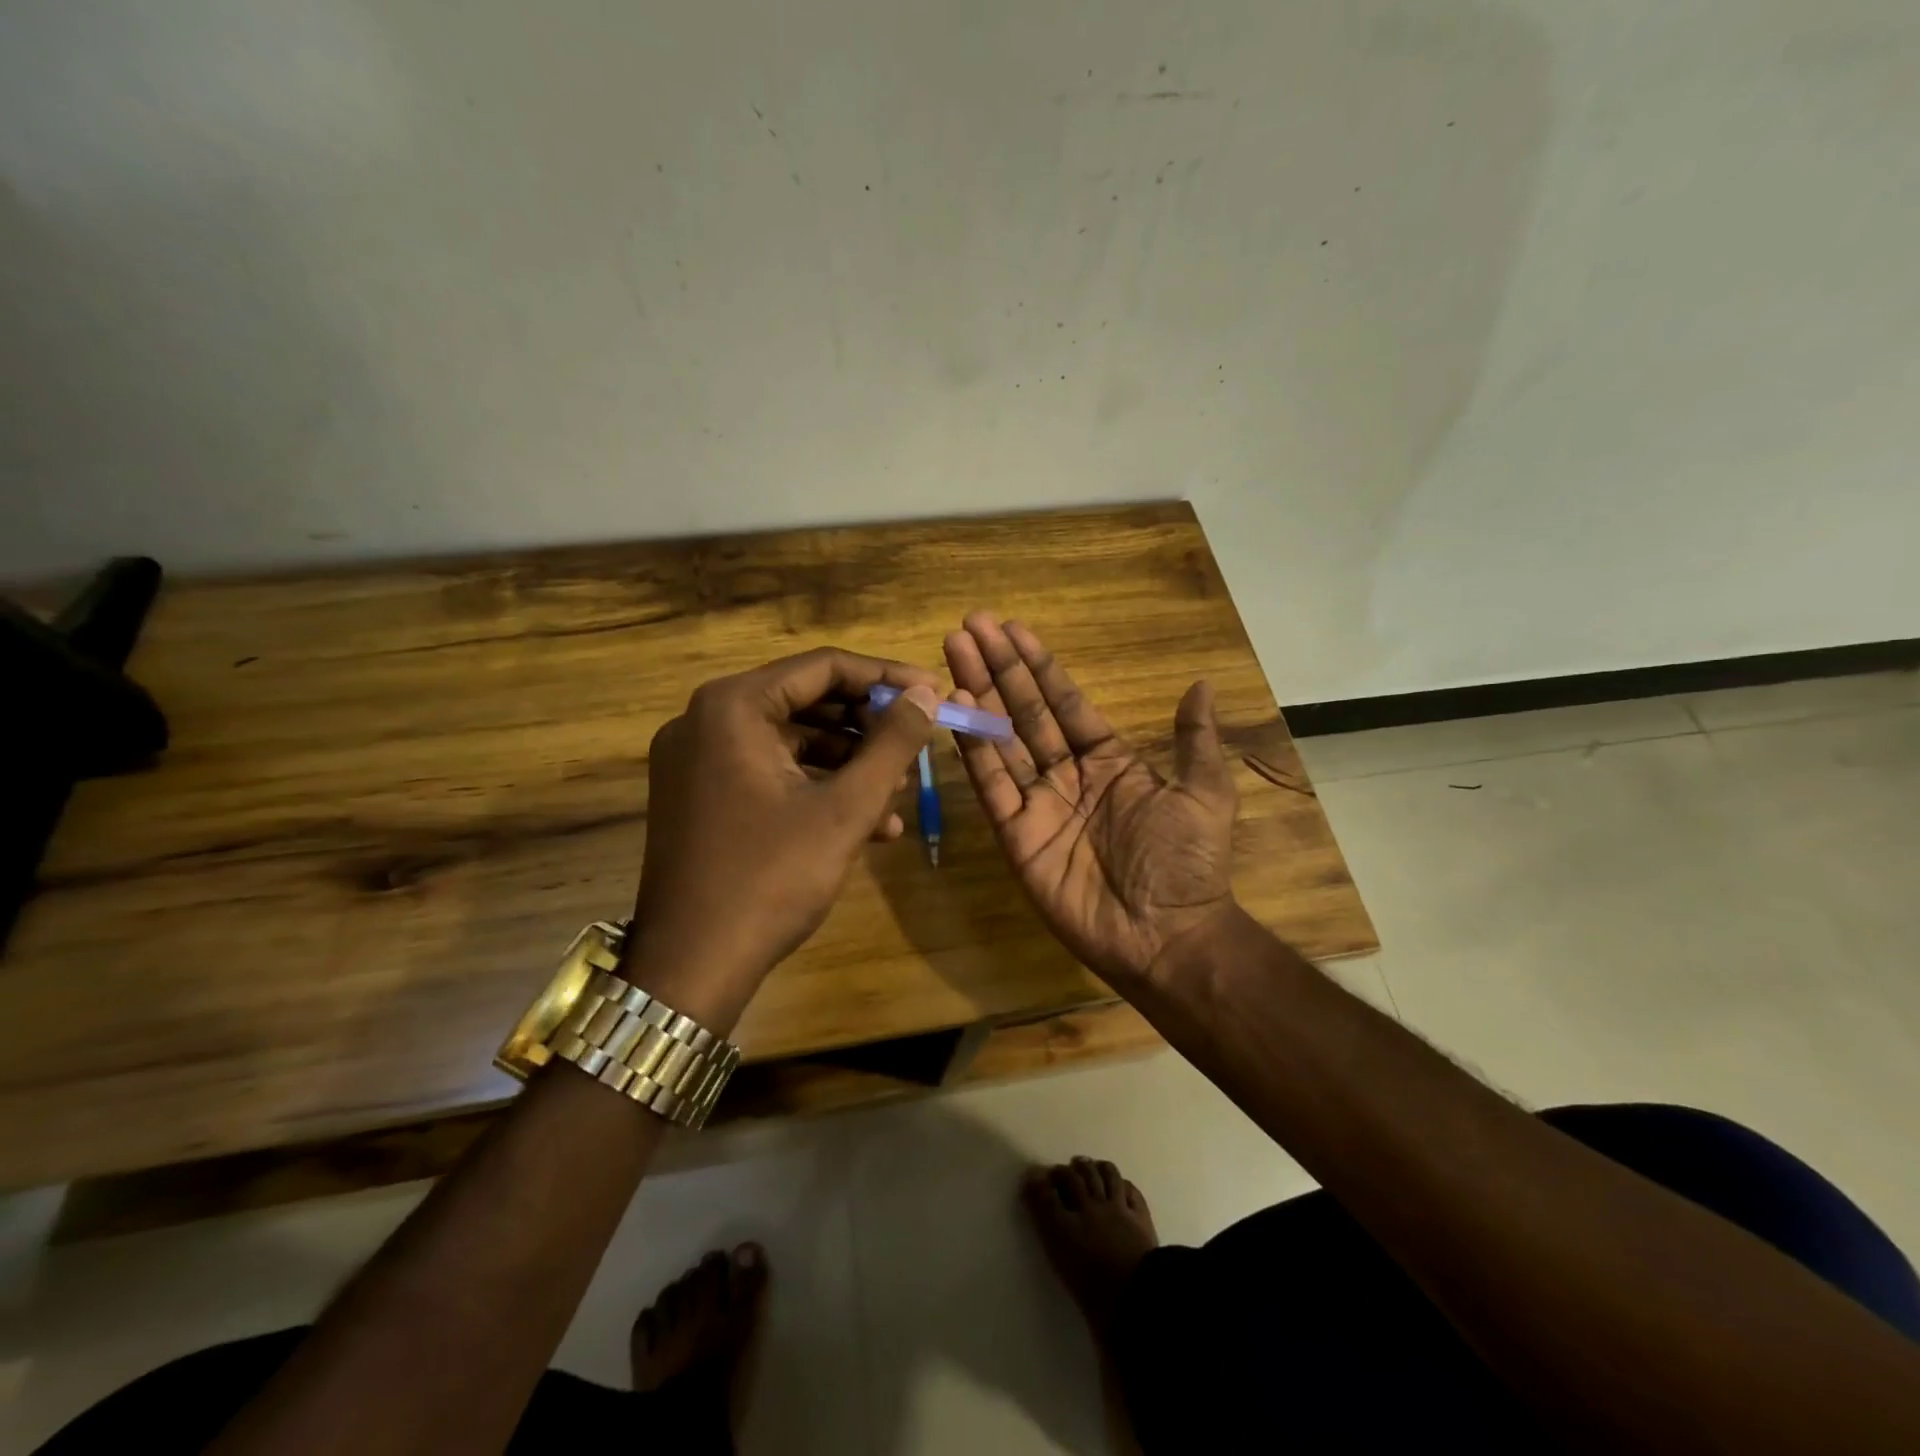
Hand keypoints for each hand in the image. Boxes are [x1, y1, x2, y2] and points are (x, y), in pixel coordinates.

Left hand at [624, 648, 941, 1028]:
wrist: (691, 967)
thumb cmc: (771, 878)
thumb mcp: (845, 809)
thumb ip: (892, 744)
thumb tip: (927, 692)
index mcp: (732, 707)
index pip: (823, 667)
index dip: (886, 678)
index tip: (932, 692)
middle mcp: (706, 719)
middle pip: (806, 700)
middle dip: (868, 726)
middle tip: (918, 745)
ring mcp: (698, 759)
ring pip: (792, 740)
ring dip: (849, 763)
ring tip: (899, 794)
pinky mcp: (701, 794)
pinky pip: (770, 772)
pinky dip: (817, 787)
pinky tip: (868, 824)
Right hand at [944, 613, 1238, 984]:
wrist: (1167, 935)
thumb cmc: (1187, 862)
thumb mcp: (1204, 793)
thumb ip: (1194, 739)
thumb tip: (1202, 685)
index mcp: (1108, 760)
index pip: (1064, 701)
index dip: (1039, 665)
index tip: (1012, 628)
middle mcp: (1067, 775)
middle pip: (1024, 711)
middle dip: (998, 668)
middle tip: (969, 626)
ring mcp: (1038, 804)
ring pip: (1001, 740)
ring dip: (978, 697)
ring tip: (953, 653)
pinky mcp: (1015, 835)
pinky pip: (992, 785)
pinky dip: (974, 750)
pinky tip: (958, 710)